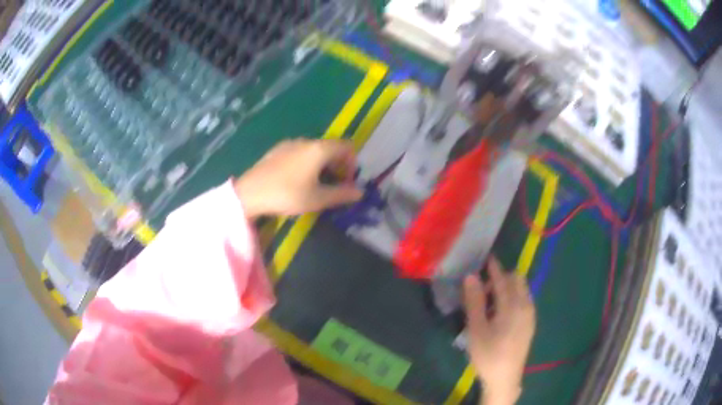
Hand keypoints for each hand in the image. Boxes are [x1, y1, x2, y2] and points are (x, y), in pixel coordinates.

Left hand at [234, 139, 362, 217]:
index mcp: (319, 149)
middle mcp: (306, 141)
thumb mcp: (317, 199)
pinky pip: (300, 152)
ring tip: (316, 185)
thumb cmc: (287, 195)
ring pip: (315, 150)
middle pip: (331, 147)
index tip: (347, 182)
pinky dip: (307, 162)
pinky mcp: (277, 150)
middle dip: (338, 165)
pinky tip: (297, 180)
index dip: (352, 163)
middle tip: (334, 186)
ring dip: (322, 164)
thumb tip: (360, 192)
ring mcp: (290, 143)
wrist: (249, 193)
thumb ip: (341, 194)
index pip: (347, 147)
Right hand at [463, 258, 535, 404]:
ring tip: (489, 301)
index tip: (487, 257)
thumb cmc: (488, 354)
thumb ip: (474, 302)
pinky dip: (513, 297)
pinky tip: (501, 312)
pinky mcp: (530, 323)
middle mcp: (526, 305)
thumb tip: (471, 276)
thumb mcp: (476, 329)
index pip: (503, 279)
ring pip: (521, 290)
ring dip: (508, 288)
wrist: (505, 378)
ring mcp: (530, 314)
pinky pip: (524, 300)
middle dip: (501, 277)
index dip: (494, 267)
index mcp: (513, 306)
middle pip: (517, 281)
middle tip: (482, 288)